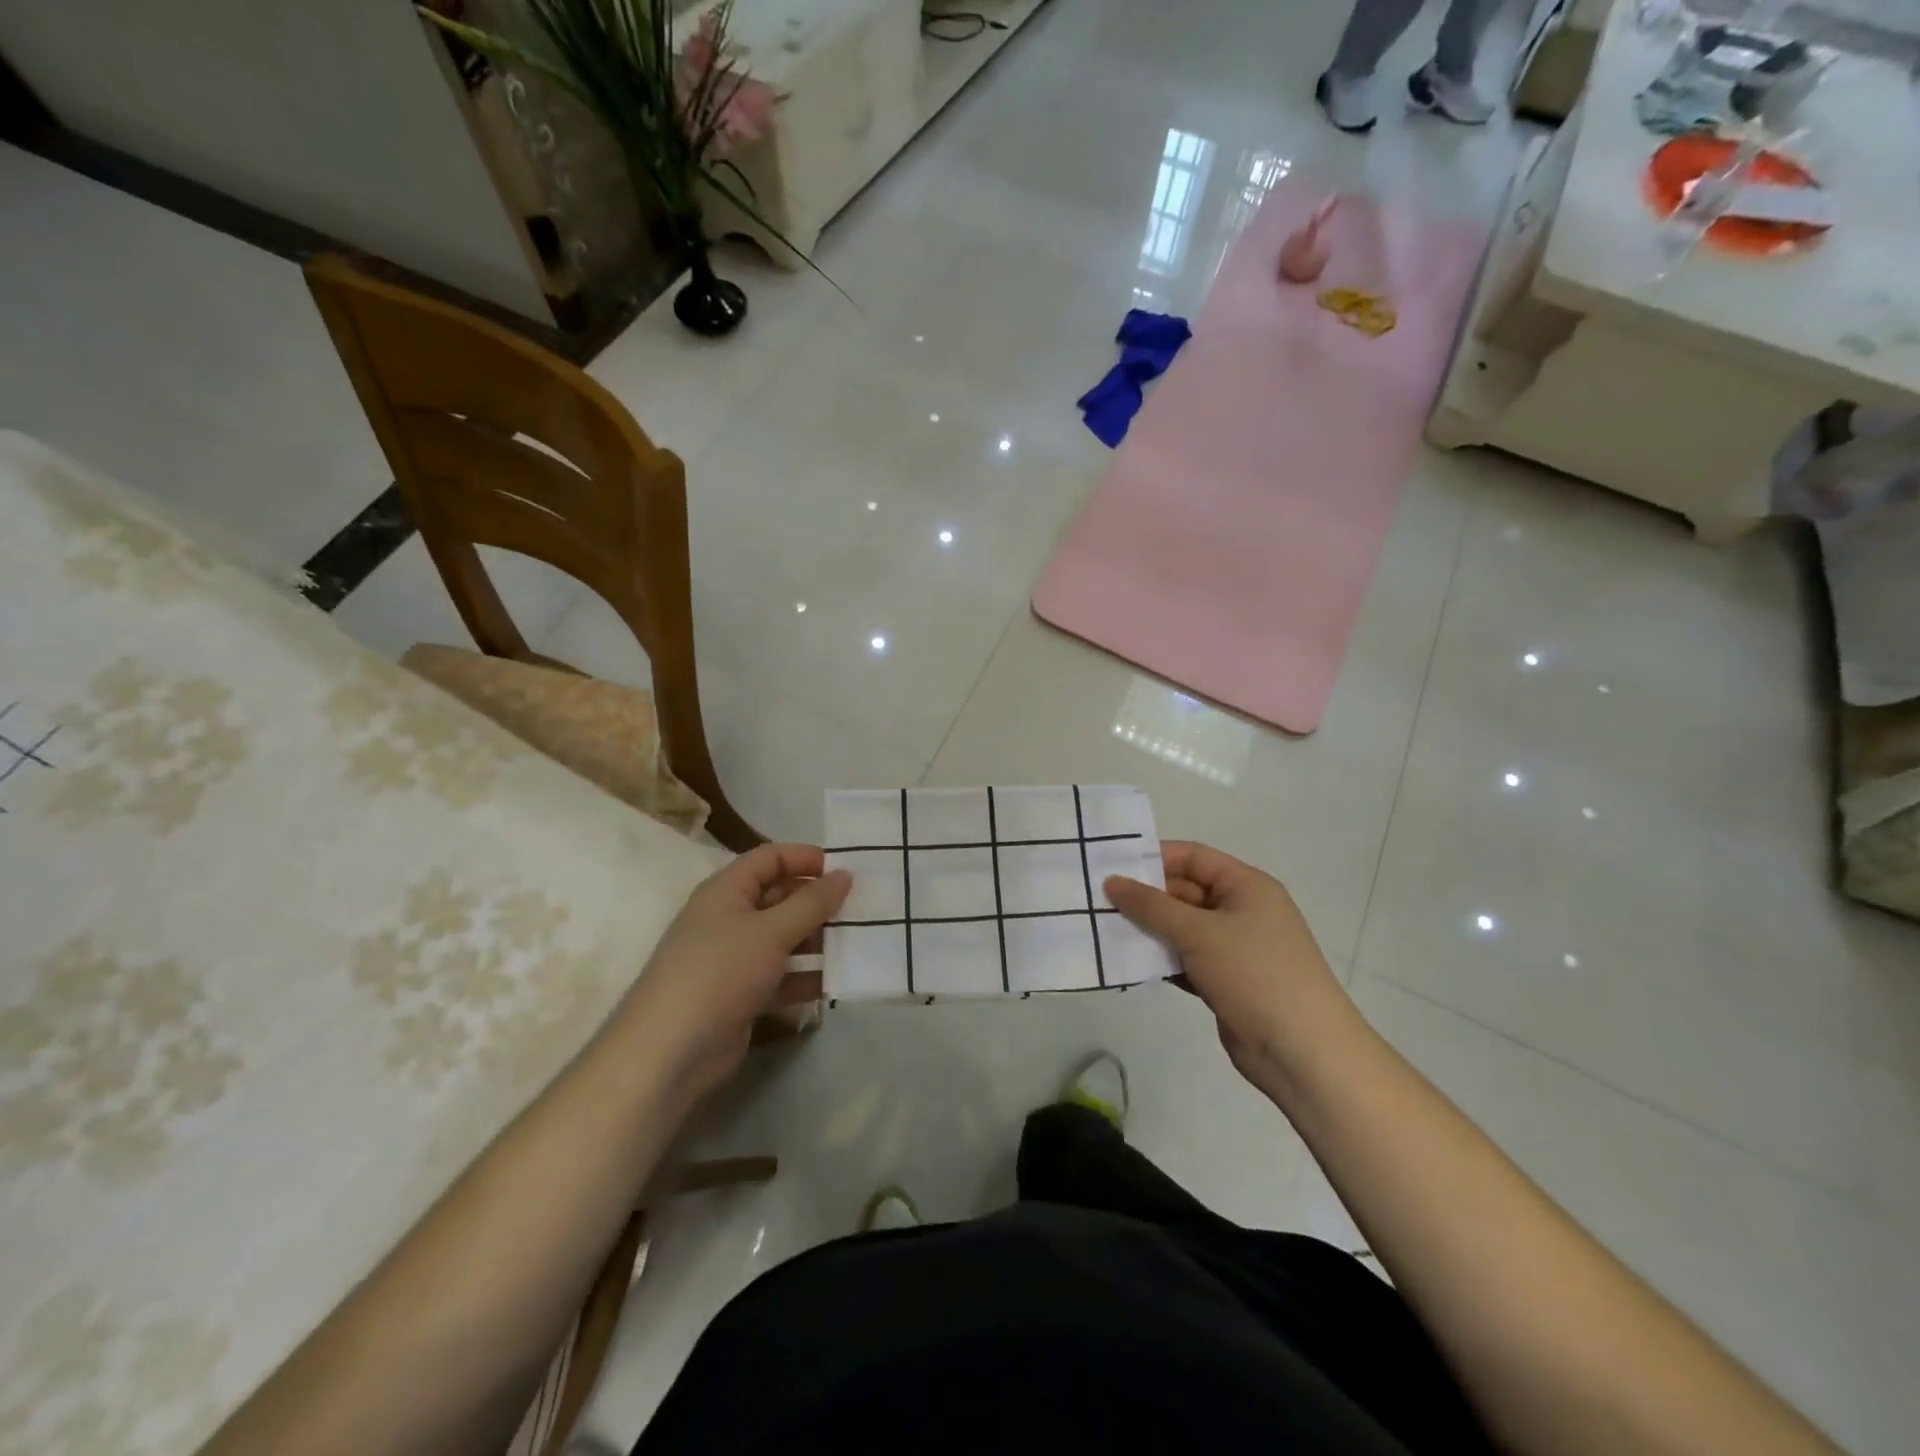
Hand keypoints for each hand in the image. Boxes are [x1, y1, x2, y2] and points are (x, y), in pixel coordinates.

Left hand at [623, 844, 849, 1100]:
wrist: (669, 1052)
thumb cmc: (719, 973)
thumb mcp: (771, 931)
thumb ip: (812, 902)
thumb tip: (845, 875)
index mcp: (726, 891)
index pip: (770, 858)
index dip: (805, 858)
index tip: (844, 870)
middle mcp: (729, 918)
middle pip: (780, 897)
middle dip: (817, 902)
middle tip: (860, 909)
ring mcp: (734, 958)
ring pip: (784, 938)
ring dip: (817, 940)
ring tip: (856, 944)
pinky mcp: (742, 994)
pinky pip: (782, 975)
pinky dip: (806, 976)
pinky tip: (835, 982)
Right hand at [1105, 842, 1361, 1096]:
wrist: (1303, 1053)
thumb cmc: (1254, 974)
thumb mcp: (1199, 932)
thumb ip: (1151, 906)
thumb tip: (1112, 881)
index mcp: (1246, 886)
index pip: (1193, 857)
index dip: (1153, 858)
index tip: (1111, 867)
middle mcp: (1242, 911)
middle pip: (1185, 892)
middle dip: (1145, 898)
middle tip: (1098, 902)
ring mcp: (1235, 948)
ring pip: (1182, 928)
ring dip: (1149, 931)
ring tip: (1104, 931)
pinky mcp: (1226, 981)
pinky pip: (1186, 959)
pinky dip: (1162, 960)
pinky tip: (1129, 964)